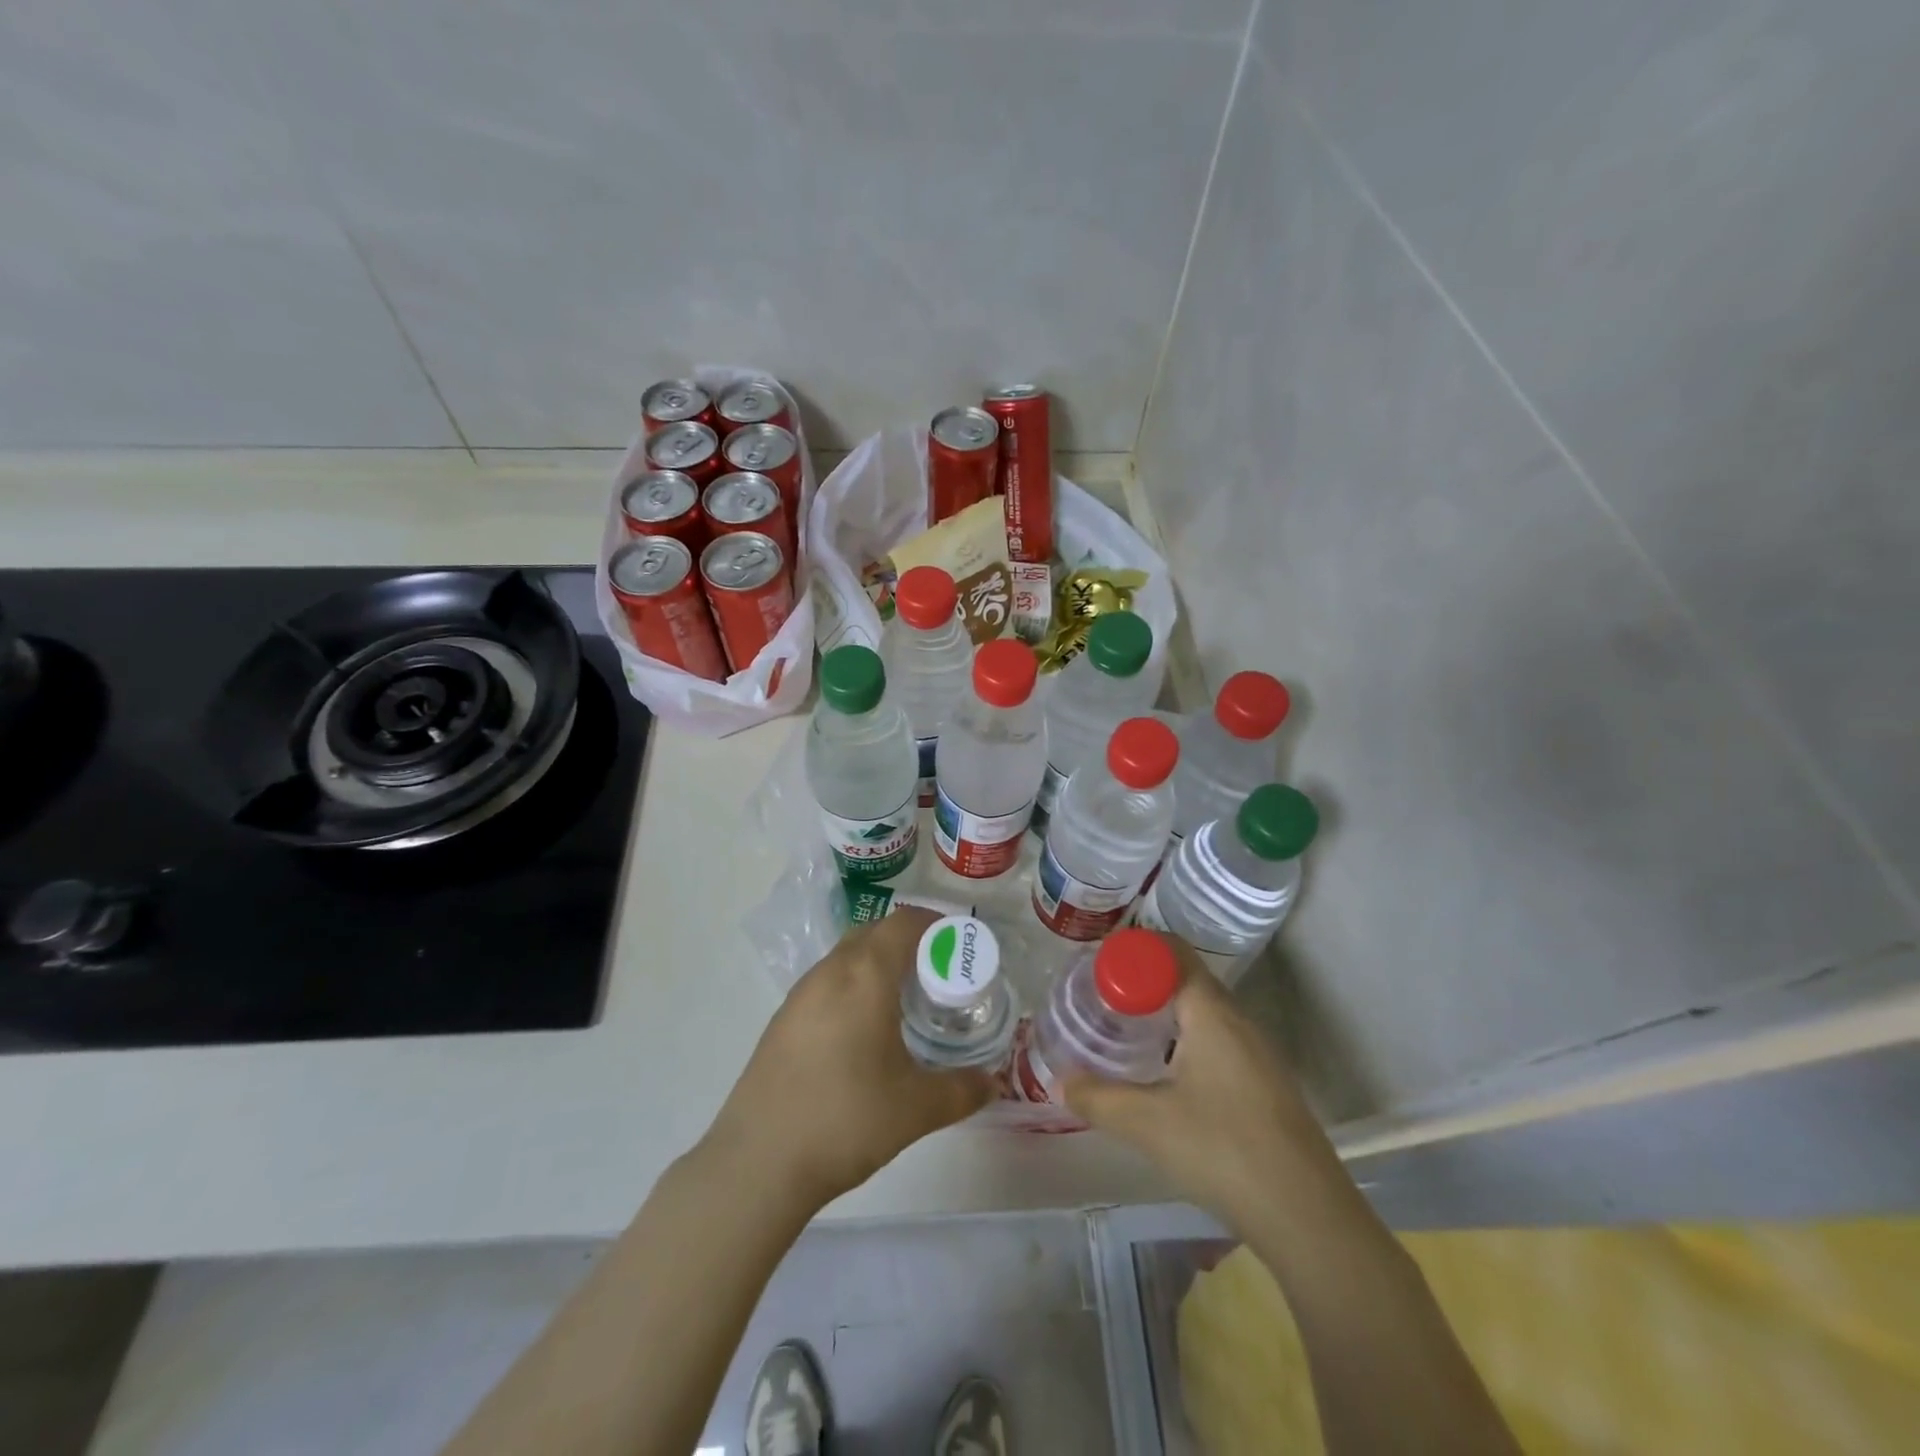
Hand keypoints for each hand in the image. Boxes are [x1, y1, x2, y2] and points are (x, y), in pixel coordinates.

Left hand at [705, 907, 993, 1214]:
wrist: (758, 1162)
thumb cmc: (846, 1120)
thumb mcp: (917, 1109)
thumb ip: (962, 1090)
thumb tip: (994, 1084)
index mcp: (865, 975)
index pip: (903, 924)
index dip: (934, 925)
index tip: (958, 945)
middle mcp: (830, 972)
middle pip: (873, 933)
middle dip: (907, 941)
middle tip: (937, 973)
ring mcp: (800, 994)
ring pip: (846, 956)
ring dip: (876, 962)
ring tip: (903, 999)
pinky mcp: (781, 1020)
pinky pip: (826, 982)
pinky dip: (852, 985)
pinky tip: (862, 1029)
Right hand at [1063, 940, 1337, 1234]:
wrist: (1308, 1218)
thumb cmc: (1223, 1151)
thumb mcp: (1147, 1124)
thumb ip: (1097, 1098)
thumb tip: (1060, 1081)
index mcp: (1211, 1012)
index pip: (1171, 952)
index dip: (1133, 950)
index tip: (1098, 966)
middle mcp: (1239, 1021)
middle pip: (1186, 979)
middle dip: (1143, 982)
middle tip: (1102, 999)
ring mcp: (1258, 1053)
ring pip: (1204, 1012)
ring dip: (1165, 1013)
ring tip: (1126, 1031)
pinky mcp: (1266, 1084)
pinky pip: (1218, 1040)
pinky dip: (1186, 1040)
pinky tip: (1166, 1075)